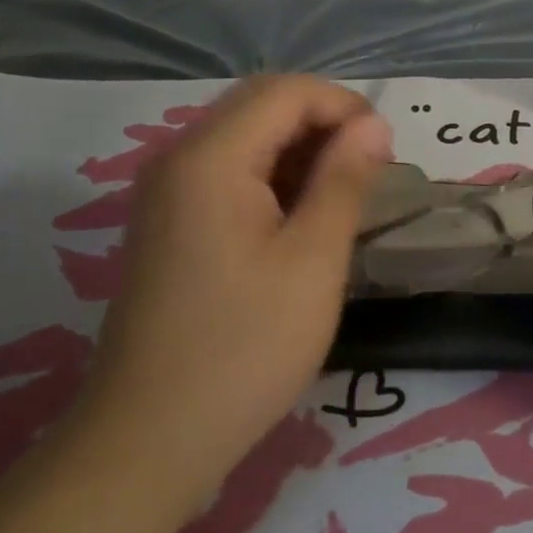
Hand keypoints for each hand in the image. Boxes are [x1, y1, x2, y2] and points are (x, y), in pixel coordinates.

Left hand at [83, 76, 391, 499]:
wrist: (148, 441)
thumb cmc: (243, 350)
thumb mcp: (313, 261)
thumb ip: (344, 180)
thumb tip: (373, 125)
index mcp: (210, 158)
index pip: (287, 91)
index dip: (344, 106)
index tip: (385, 152)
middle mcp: (179, 159)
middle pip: (262, 106)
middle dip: (324, 125)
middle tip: (368, 174)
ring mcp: (167, 192)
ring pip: (245, 138)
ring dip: (300, 152)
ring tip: (342, 200)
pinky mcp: (168, 223)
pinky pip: (228, 173)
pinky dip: (272, 179)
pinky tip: (299, 222)